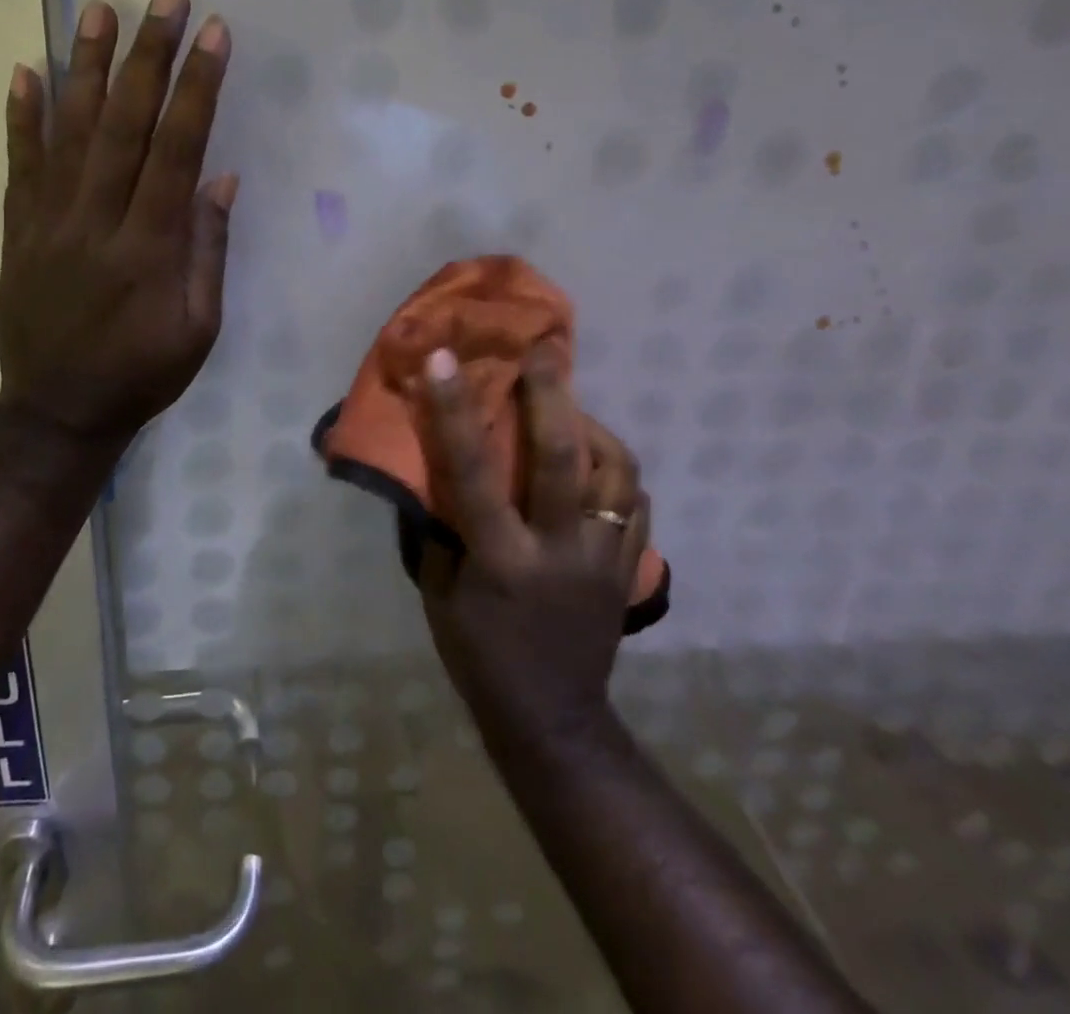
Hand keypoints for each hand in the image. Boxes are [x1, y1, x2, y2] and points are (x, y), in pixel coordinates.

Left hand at [0, 0, 234, 440]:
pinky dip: (20, 118)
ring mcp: (49, 223)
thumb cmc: (142, 374)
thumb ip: (207, 252)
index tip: (213, 35)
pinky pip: (18, 166)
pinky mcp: (18, 232)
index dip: (197, 90)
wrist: (59, 411)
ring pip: (70, 132)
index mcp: (150, 248)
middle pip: (125, 126)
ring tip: (100, 9)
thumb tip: (219, 181)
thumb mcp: (199, 328)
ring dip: (87, 68)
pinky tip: (25, 71)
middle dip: (149, 56)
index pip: (177, 151)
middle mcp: (97, 222)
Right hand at [418, 346, 649, 747]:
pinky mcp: (630, 569)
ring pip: (616, 474)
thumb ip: (439, 527)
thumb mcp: (439, 593)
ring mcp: (605, 559)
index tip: (445, 359)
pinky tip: (597, 461)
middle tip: (544, 351)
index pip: (474, 474)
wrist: (552, 719)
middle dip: (553, 395)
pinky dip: (617, 471)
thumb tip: (433, 467)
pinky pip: (636, 502)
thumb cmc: (479, 655)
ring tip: (571, 408)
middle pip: (563, 459)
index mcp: (502, 560)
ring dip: (593, 429)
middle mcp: (560, 551)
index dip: (455, 411)